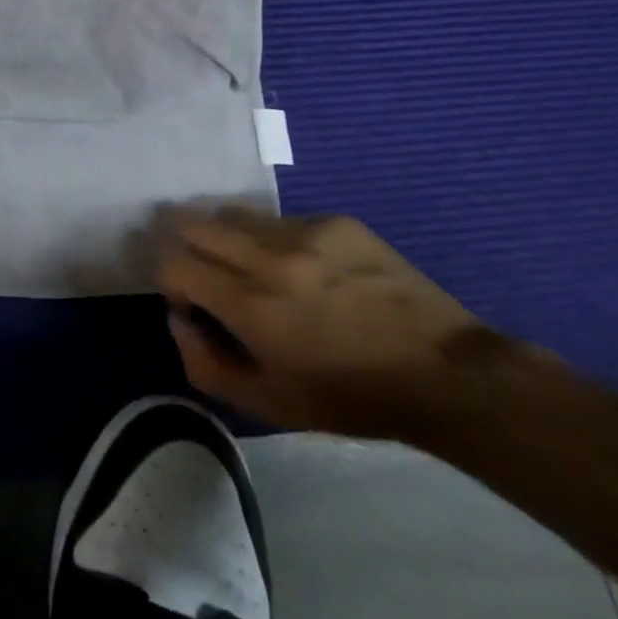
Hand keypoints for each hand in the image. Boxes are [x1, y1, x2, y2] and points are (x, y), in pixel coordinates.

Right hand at [156, 206, 490, 438]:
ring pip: (233, 213)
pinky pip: (280, 219)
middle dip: (190, 249)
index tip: (194, 303)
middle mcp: (268, 258)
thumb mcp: (270, 404)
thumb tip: (178, 319)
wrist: (446, 375)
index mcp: (249, 305)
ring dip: (229, 239)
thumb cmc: (351, 397)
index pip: (173, 262)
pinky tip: (308, 270)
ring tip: (257, 268)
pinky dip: (276, 240)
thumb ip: (205, 364)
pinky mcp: (335, 221)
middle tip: (213, 277)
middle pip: (191, 223)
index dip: (171, 281)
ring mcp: (304, 233)